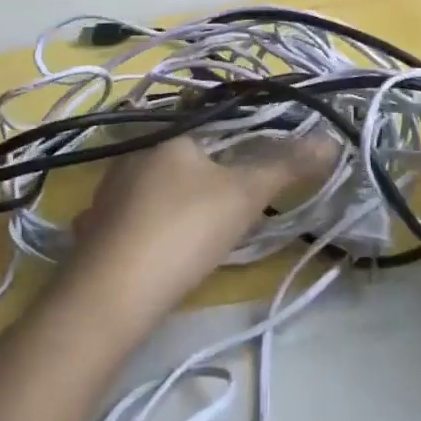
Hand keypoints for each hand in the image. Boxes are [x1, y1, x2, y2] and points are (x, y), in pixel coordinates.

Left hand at [62, 133, 333, 323]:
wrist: (110, 297)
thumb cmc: (184, 230)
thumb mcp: (244, 196)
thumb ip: (286, 167)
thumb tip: (330, 140)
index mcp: (167, 138)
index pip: (204, 122)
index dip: (230, 140)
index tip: (250, 165)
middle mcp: (131, 157)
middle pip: (176, 156)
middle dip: (200, 174)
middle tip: (229, 202)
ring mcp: (104, 195)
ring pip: (147, 188)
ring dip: (169, 202)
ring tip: (195, 228)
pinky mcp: (91, 233)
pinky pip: (124, 221)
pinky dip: (141, 230)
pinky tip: (153, 250)